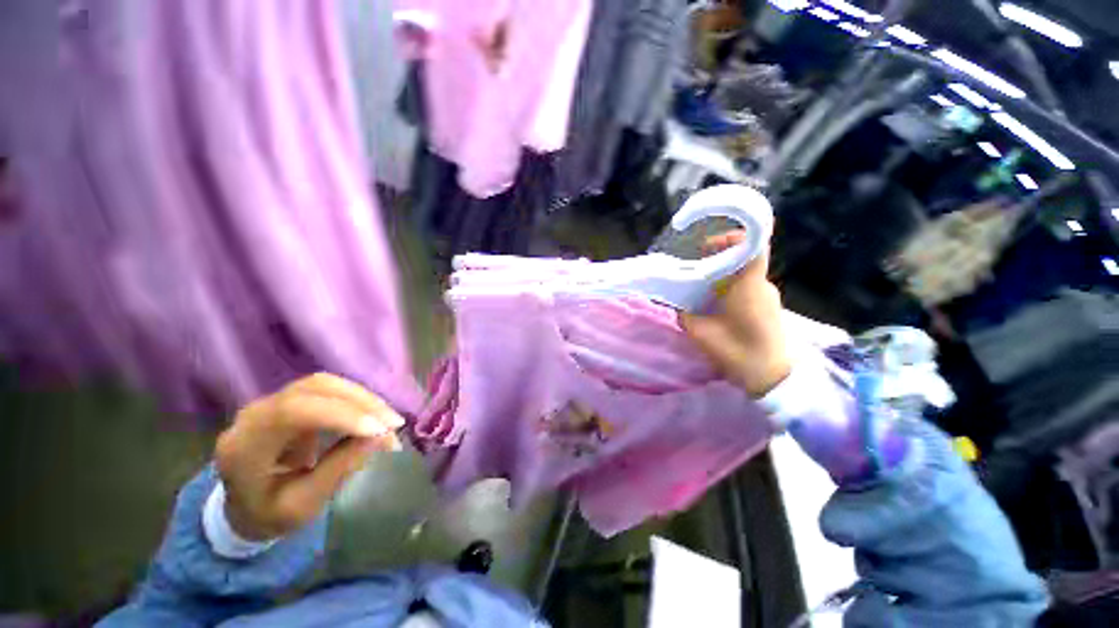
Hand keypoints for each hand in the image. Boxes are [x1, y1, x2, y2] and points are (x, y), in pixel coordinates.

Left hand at [215, 373, 404, 539]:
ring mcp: (265, 404)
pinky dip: (347, 404)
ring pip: (315, 385)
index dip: (336, 414)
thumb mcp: (303, 506)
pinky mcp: (279, 405)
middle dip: (355, 401)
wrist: (239, 509)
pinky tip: (369, 419)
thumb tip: (378, 439)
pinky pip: (316, 394)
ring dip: (356, 398)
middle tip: (394, 426)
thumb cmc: (269, 517)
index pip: (291, 411)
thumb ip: (336, 471)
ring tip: (389, 422)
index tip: (379, 431)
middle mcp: (253, 412)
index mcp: (247, 444)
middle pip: (307, 389)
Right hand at [680, 231, 791, 397]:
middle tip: (700, 276)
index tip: (711, 247)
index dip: (732, 237)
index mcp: (750, 283)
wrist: (772, 379)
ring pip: (748, 278)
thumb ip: (687, 315)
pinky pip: (753, 292)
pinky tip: (724, 314)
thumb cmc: (740, 353)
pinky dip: (738, 295)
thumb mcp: (704, 335)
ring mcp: (771, 298)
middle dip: (721, 263)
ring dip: (729, 281)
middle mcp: (764, 284)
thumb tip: (680, 304)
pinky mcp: (773, 312)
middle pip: (744, 261)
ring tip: (709, 299)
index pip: (752, 243)